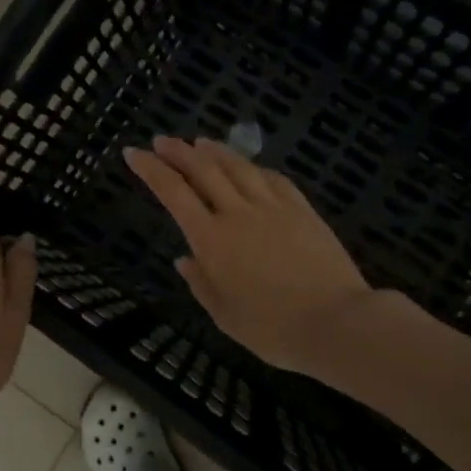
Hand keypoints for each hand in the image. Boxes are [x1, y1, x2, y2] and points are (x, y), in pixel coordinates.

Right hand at [124, 135, 373, 375]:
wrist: (335, 322)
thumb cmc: (273, 329)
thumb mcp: (225, 316)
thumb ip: (201, 283)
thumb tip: (184, 259)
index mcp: (212, 239)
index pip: (173, 192)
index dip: (151, 169)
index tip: (134, 153)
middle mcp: (238, 213)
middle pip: (204, 169)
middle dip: (179, 151)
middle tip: (162, 140)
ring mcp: (273, 207)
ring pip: (238, 166)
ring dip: (215, 150)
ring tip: (200, 141)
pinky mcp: (302, 209)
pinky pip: (273, 178)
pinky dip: (254, 167)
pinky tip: (249, 166)